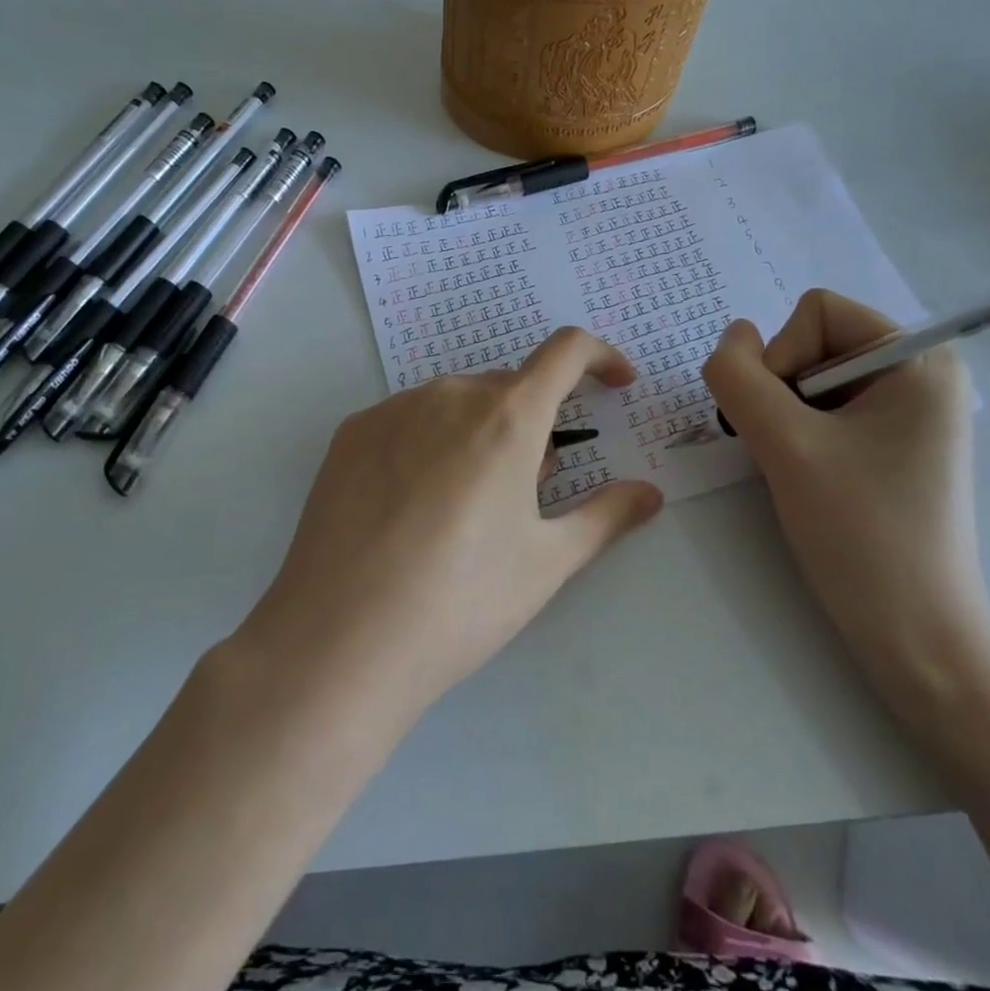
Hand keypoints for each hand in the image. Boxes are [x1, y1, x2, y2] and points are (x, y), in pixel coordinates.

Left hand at [234, 328, 663, 725]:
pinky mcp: (351, 432)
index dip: (600, 357)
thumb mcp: (546, 562)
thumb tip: (649, 494)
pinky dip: (430, 442)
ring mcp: (393, 409)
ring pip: (457, 404)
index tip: (614, 385)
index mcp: (507, 416)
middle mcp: (450, 395)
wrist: (340, 640)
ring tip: (464, 509)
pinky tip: (411, 507)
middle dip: (533, 424)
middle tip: (528, 493)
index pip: (566, 351)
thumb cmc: (461, 601)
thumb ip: (606, 516)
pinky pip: (409, 419)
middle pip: (509, 388)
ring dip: (480, 433)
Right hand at [701, 291, 989, 717]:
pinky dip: (798, 436)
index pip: (816, 311)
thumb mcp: (785, 446)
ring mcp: (908, 413)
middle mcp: (920, 375)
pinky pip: (824, 412)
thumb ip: (740, 377)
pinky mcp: (893, 447)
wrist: (918, 641)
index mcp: (918, 359)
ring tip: (798, 470)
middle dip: (781, 391)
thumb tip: (731, 337)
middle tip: (788, 451)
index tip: (788, 423)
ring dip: (783, 418)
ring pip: (809, 380)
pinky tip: (808, 479)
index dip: (781, 358)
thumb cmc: (862, 535)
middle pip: (812, 343)